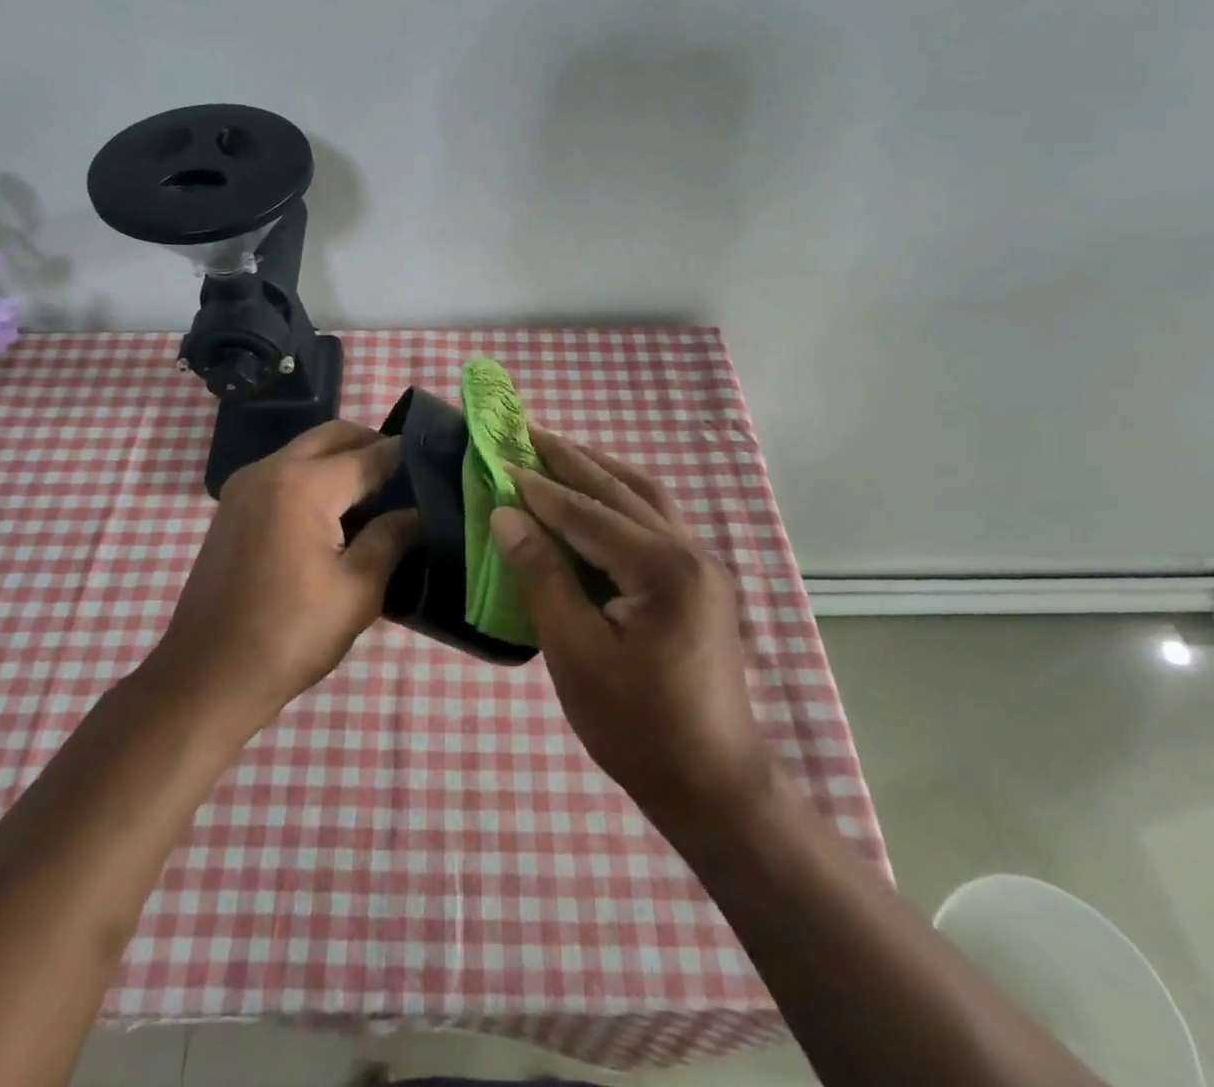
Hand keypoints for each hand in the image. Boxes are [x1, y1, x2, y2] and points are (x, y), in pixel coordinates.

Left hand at [153, 420, 416, 731]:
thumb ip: (392, 538)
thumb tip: (418, 512)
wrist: (206, 677)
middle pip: (335, 436)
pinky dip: (316, 475)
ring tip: (377, 499)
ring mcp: (246, 484)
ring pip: (308, 449)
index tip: (438, 463)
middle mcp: (271, 469)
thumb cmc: (289, 636)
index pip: (370, 454)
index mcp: (304, 485)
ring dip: (343, 459)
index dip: (407, 456)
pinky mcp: (233, 505)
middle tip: (408, 478)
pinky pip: (285, 470)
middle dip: (373, 446)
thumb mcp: (357, 591)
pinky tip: (336, 515)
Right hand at [492, 430, 778, 831]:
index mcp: (663, 568)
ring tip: (560, 451)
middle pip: (622, 490)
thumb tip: (507, 515)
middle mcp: (690, 552)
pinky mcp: (702, 582)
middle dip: (572, 459)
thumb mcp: (575, 652)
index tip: (501, 458)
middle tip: (529, 430)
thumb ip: (542, 575)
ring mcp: (703, 566)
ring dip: (601, 471)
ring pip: (647, 498)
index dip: (540, 487)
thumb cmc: (636, 726)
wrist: (712, 783)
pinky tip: (597, 500)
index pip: (588, 513)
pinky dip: (622, 500)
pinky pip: (657, 521)